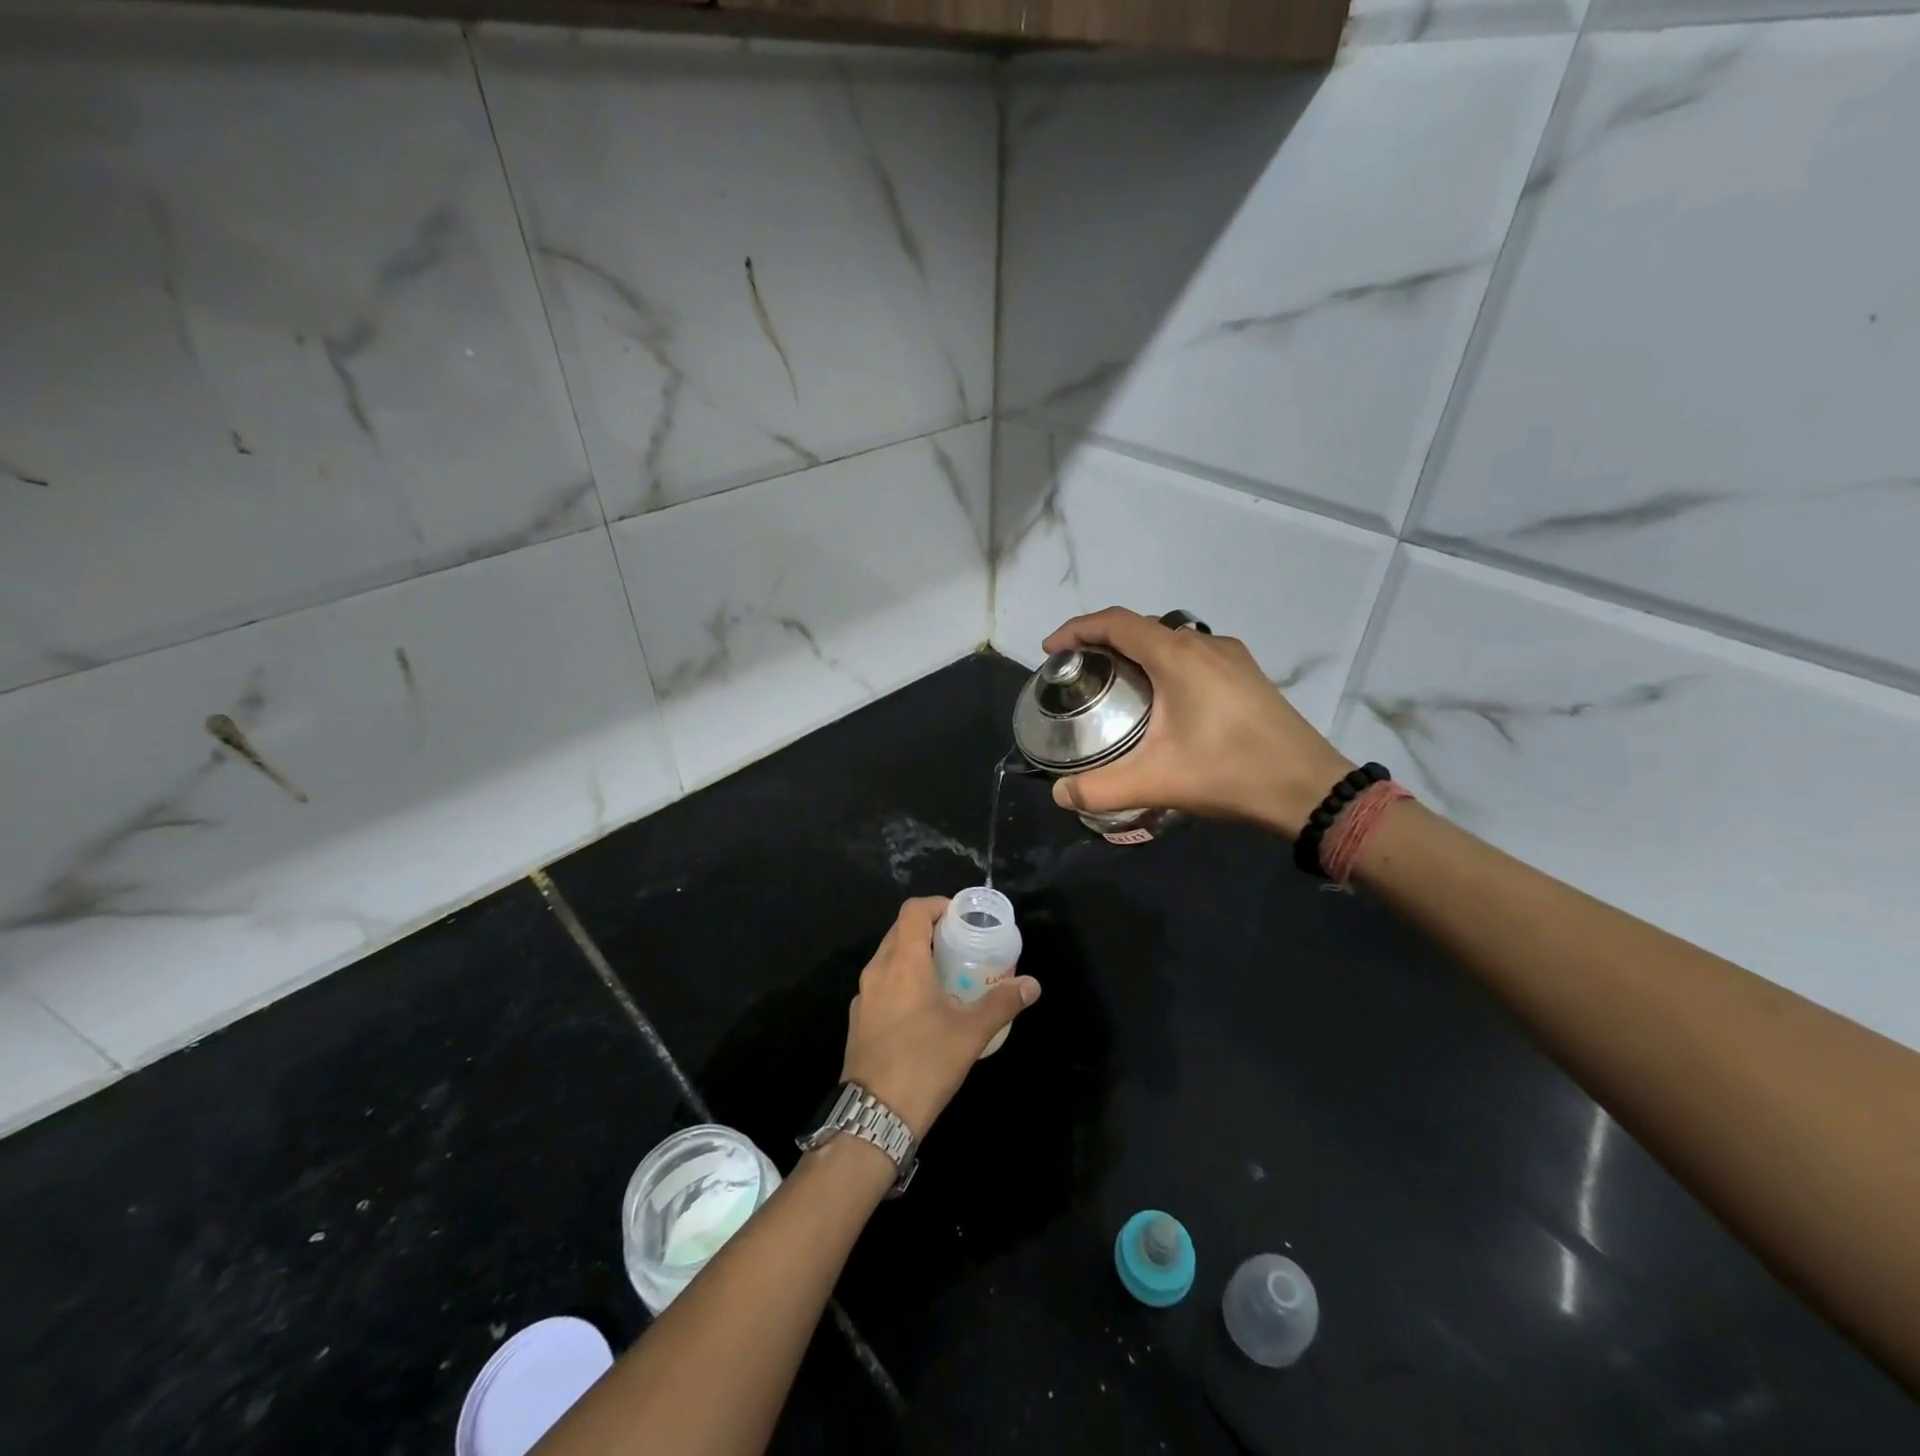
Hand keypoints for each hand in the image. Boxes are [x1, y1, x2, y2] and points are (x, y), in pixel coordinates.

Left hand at [841, 897, 1040, 1137]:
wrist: (874, 1117)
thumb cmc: (924, 1064)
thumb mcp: (970, 1033)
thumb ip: (1002, 1003)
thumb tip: (1032, 984)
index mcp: (903, 963)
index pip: (913, 911)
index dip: (937, 905)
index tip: (960, 917)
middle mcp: (877, 971)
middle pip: (900, 931)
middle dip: (929, 929)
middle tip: (960, 944)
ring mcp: (863, 996)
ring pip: (888, 958)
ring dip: (914, 955)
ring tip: (945, 973)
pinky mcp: (858, 1019)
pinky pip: (881, 984)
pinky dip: (901, 980)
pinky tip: (923, 1007)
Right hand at [1042, 607, 1354, 839]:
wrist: (1310, 789)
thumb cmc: (1229, 773)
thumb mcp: (1156, 782)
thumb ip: (1100, 788)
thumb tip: (1059, 795)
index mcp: (1177, 656)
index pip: (1115, 622)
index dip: (1077, 629)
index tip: (1050, 650)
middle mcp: (1203, 644)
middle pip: (1140, 627)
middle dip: (1102, 642)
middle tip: (1078, 673)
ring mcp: (1231, 657)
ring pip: (1170, 640)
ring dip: (1135, 652)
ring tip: (1115, 685)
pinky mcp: (1247, 675)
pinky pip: (1193, 655)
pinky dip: (1164, 664)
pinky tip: (1163, 700)